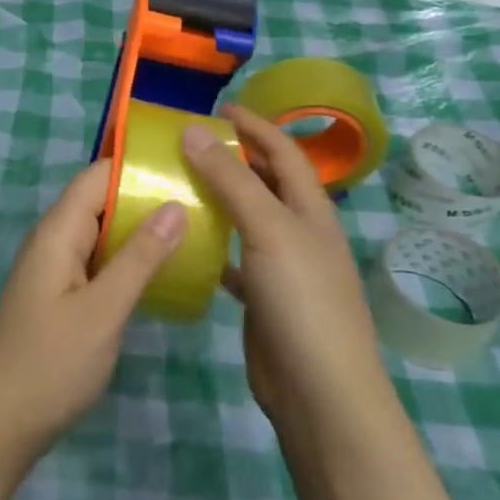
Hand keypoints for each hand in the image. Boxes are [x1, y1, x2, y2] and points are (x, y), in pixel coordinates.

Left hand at [0, 160, 184, 462]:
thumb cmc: (51, 363)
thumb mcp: (103, 309)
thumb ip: (140, 257)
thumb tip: (174, 205)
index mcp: (57, 232)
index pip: (96, 176)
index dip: (136, 165)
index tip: (185, 164)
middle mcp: (53, 241)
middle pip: (101, 201)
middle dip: (146, 197)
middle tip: (202, 199)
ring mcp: (55, 270)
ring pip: (102, 234)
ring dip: (140, 231)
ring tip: (195, 228)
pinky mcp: (61, 297)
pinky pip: (98, 263)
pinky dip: (128, 260)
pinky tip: (162, 271)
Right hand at [182, 106, 384, 427]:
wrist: (319, 390)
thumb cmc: (302, 299)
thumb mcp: (268, 229)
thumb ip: (231, 180)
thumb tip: (193, 131)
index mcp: (311, 209)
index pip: (284, 152)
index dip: (256, 126)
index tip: (219, 109)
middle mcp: (300, 232)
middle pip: (267, 182)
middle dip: (235, 158)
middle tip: (191, 143)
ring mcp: (283, 267)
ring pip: (248, 219)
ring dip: (220, 198)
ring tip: (180, 182)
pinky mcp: (264, 298)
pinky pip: (235, 258)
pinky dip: (213, 244)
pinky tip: (186, 241)